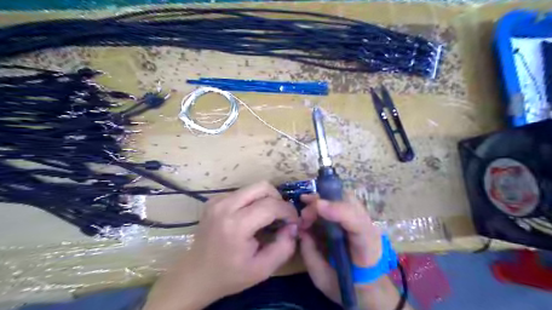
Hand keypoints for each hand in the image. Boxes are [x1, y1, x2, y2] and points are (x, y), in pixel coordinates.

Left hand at [141, 181, 297, 309]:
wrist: (195, 275)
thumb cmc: (229, 275)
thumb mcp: (262, 269)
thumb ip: (284, 247)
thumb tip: (293, 226)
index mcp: (236, 225)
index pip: (271, 205)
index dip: (288, 211)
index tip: (294, 222)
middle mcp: (225, 206)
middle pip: (263, 186)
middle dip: (278, 199)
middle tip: (281, 216)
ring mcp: (217, 200)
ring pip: (253, 187)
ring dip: (266, 199)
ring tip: (267, 217)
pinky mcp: (214, 200)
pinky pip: (242, 192)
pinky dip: (252, 201)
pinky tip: (250, 217)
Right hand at [297, 195, 384, 303]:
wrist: (367, 286)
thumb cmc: (345, 285)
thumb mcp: (324, 278)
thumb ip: (311, 254)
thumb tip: (300, 230)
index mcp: (366, 248)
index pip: (358, 224)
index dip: (338, 211)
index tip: (317, 206)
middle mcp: (368, 228)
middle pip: (350, 203)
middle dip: (324, 202)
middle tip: (304, 213)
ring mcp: (364, 220)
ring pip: (345, 198)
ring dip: (323, 198)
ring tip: (304, 205)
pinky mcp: (356, 217)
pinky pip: (341, 201)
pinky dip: (324, 200)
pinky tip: (310, 203)